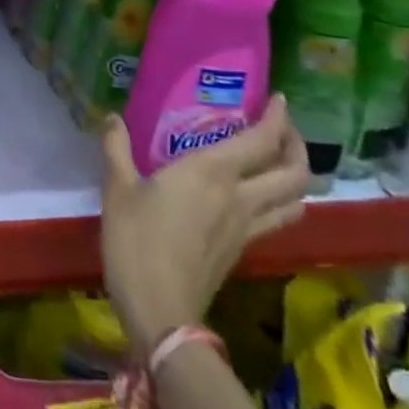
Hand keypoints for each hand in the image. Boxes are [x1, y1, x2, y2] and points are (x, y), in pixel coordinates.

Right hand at [99, 96, 310, 355]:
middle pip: (293, 173)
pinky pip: (276, 218)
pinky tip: (256, 196)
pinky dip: (279, 200)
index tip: (279, 99)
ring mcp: (247, 227)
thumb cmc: (136, 240)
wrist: (160, 309)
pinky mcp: (242, 249)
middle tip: (283, 128)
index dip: (277, 118)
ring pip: (294, 200)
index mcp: (211, 174)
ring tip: (279, 161)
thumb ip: (116, 148)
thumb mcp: (117, 188)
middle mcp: (239, 197)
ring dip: (296, 177)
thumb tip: (111, 118)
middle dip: (297, 146)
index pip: (260, 141)